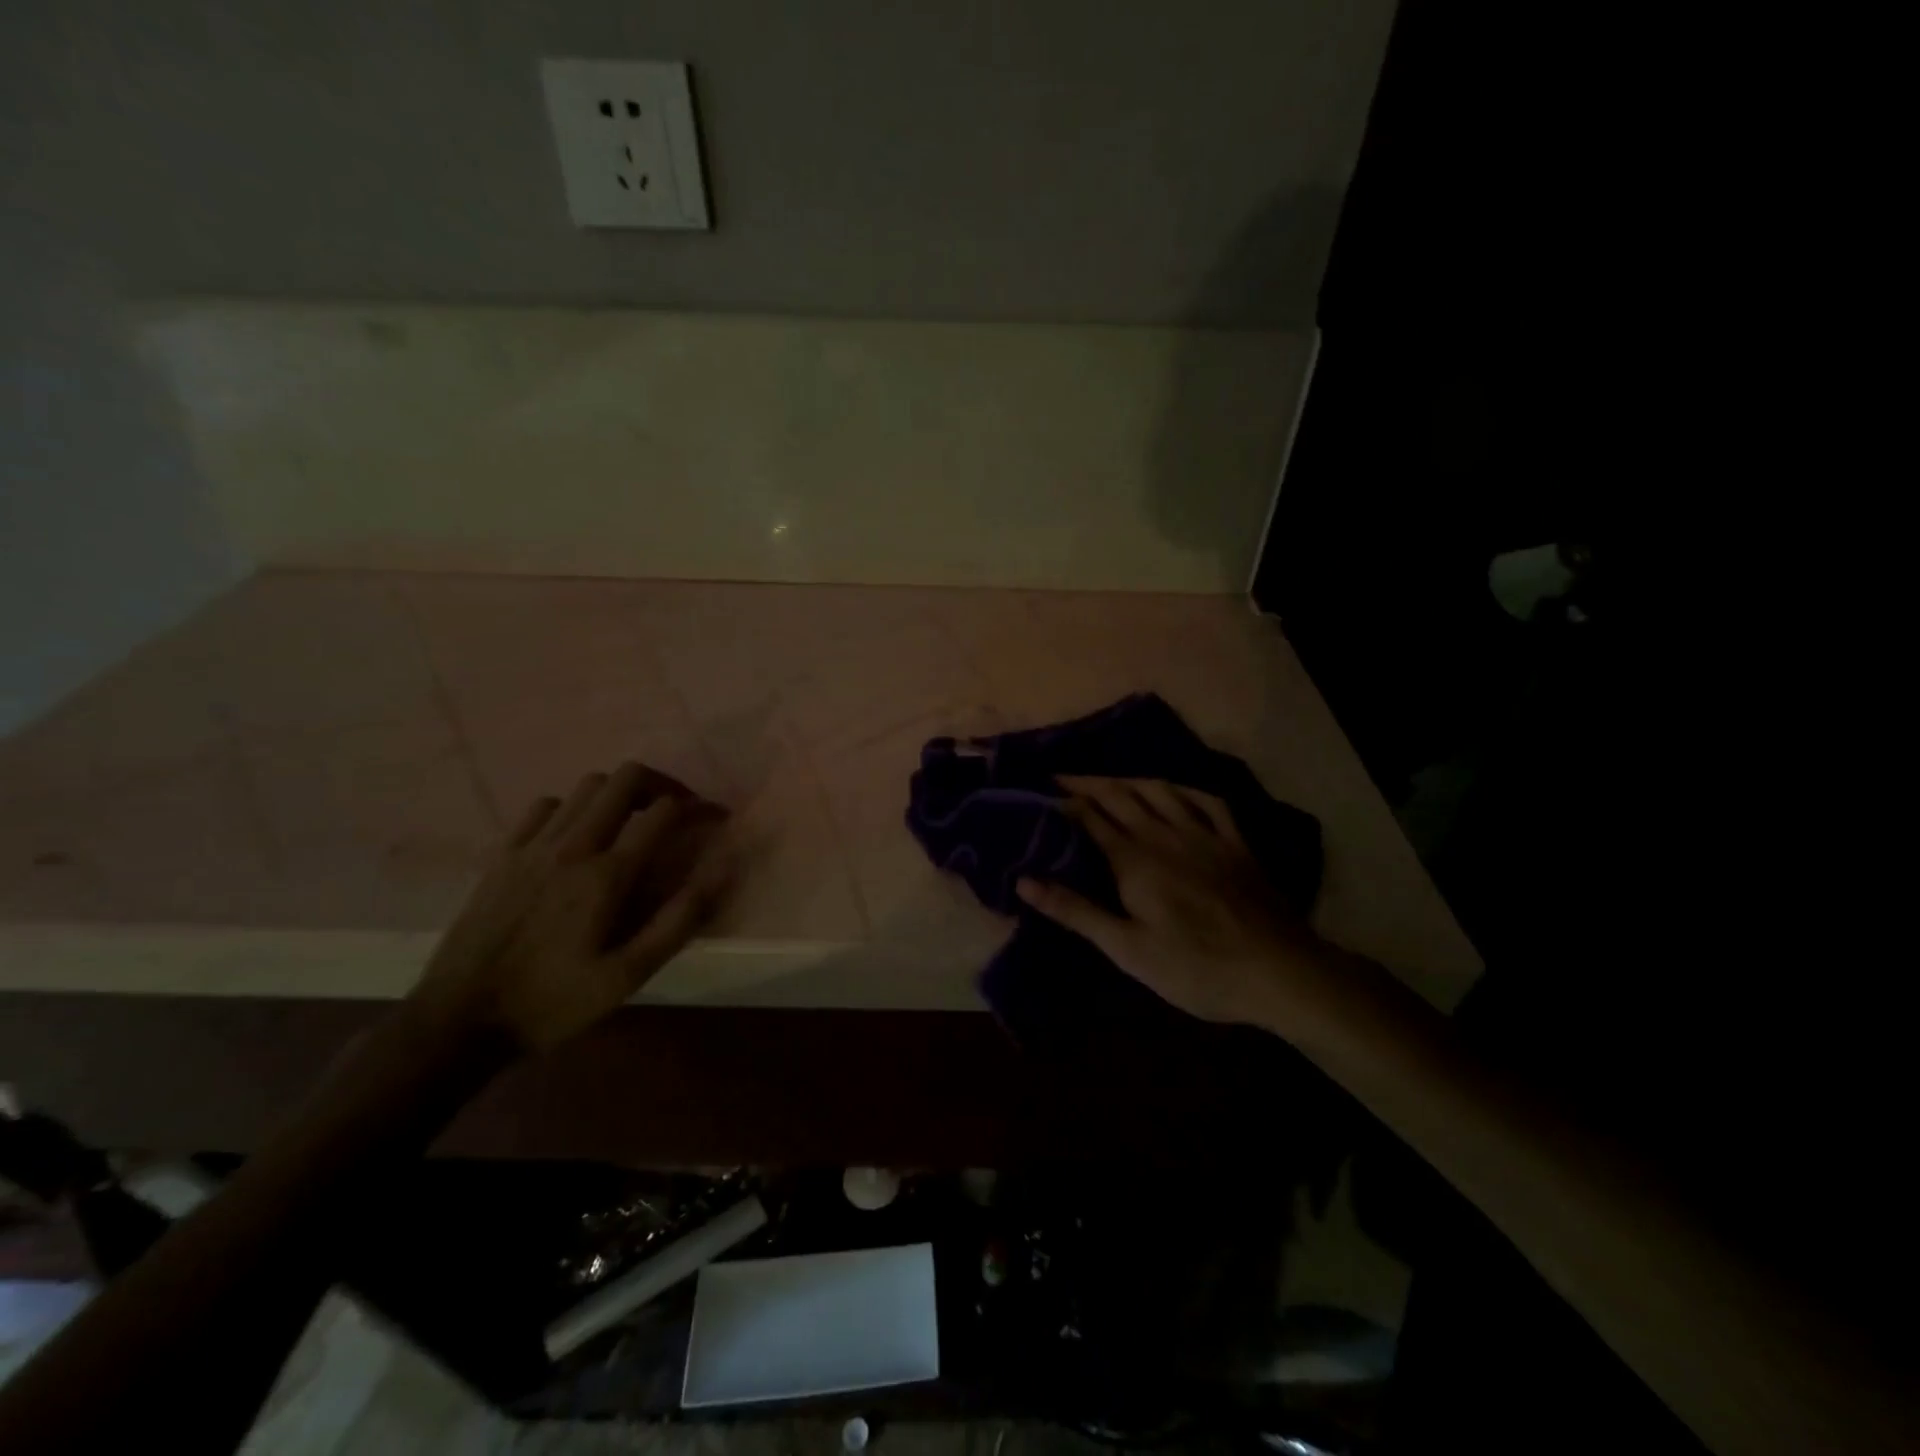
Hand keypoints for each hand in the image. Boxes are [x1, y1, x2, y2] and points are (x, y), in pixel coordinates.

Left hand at [412, 762, 732, 1053]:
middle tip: (676, 809)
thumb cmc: (554, 1002)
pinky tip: (577, 835)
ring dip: (619, 793)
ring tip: (632, 820)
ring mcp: (533, 846)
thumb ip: (679, 920)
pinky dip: (573, 808)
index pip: (664, 812)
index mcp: (608, 875)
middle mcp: (573, 846)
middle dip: (661, 784)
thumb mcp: (629, 975)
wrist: (458, 1020)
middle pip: (625, 779)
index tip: (715, 819)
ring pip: (587, 786)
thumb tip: (722, 869)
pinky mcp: (504, 854)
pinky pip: (545, 806)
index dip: (698, 807)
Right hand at [1015, 776, 1330, 1027]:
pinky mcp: (1236, 843)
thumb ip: (1076, 911)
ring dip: (1129, 780)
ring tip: (1109, 781)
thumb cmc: (1194, 967)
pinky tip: (1174, 790)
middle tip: (1060, 776)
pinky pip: (1208, 801)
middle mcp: (1164, 835)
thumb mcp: (1126, 949)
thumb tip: (1024, 881)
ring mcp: (1204, 834)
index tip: (1039, 792)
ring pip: (1160, 790)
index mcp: (1133, 860)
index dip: (1063, 801)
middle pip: (1120, 795)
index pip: (1089, 818)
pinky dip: (1184, 790)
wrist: (1277, 972)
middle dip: (1087, 783)